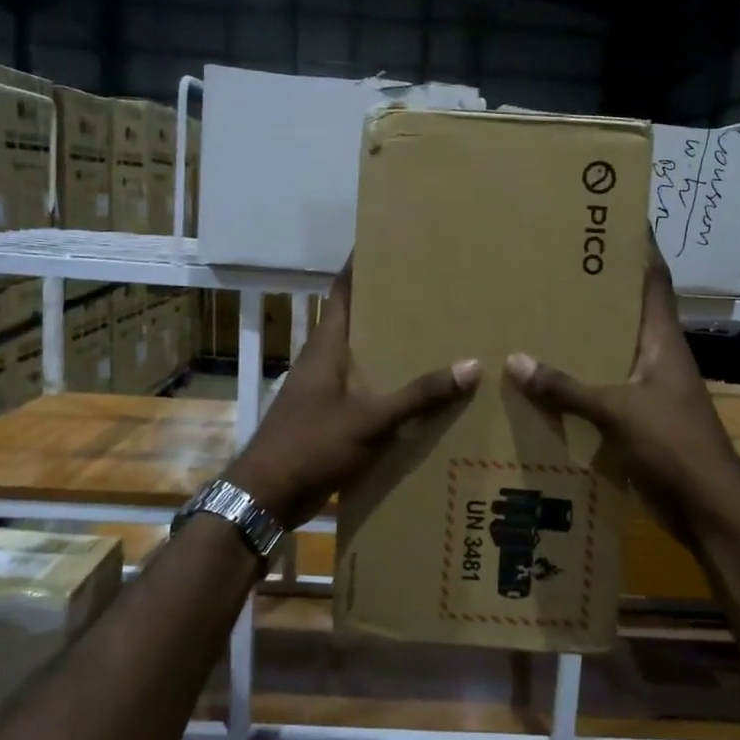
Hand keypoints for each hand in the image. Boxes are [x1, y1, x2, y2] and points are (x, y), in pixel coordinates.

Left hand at [227, 265, 478, 527]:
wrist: (267, 497)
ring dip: (391, 348)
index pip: (344, 292)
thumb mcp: (371, 420)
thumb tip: (471, 365)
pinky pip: (366, 392)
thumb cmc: (312, 445)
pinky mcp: (330, 418)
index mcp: (327, 347)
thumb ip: (419, 395)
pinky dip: (389, 386)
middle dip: (389, 305)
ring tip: (435, 334)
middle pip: (358, 322)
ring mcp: (325, 391)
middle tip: (430, 288)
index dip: (361, 266)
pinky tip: (419, 392)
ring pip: (364, 358)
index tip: (388, 242)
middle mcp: (324, 361)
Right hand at [505, 238, 739, 550]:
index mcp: (662, 340)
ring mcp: (648, 388)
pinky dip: (576, 381)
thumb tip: (516, 361)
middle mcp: (656, 356)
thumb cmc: (674, 446)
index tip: (613, 218)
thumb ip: (567, 388)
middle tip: (552, 265)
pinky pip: (601, 387)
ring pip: (610, 350)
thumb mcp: (618, 411)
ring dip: (581, 336)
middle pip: (625, 311)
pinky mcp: (637, 418)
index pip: (653, 280)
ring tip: (537, 315)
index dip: (639, 247)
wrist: (708, 507)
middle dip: (595, 289)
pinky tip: (542, 379)